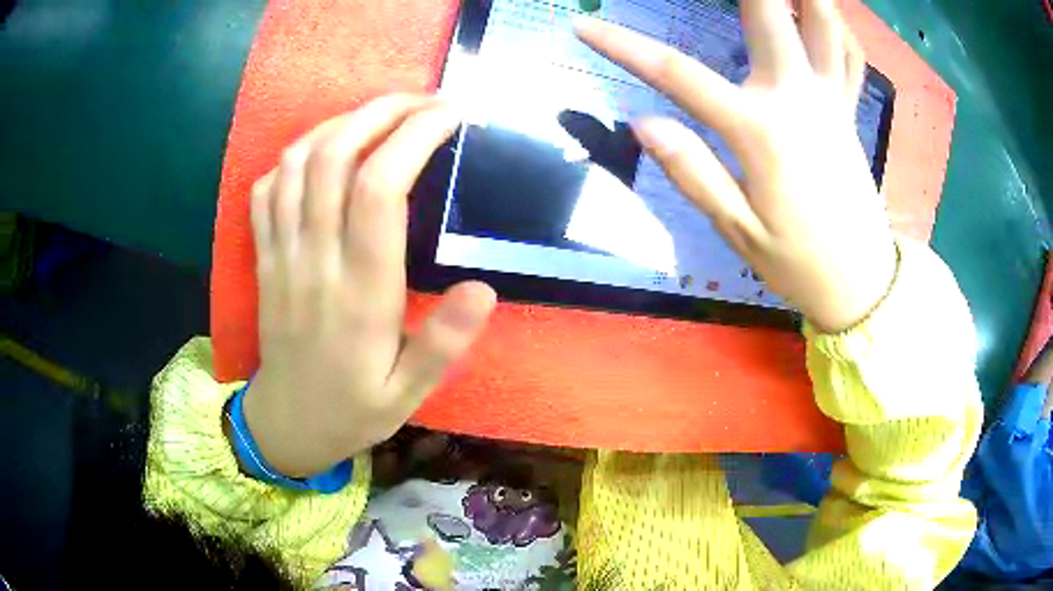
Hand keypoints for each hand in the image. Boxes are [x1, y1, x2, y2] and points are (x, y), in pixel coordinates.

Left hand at [245, 94, 496, 476]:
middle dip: (382, 111)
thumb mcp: (409, 395)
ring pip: (298, 162)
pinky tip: (324, 152)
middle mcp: (315, 262)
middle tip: (423, 101)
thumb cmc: (353, 409)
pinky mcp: (262, 258)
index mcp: (361, 294)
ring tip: (379, 117)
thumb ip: (443, 345)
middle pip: (336, 157)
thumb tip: (483, 288)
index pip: (379, 189)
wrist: (286, 425)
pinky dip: (296, 155)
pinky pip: (266, 188)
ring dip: (340, 123)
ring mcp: (281, 255)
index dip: (414, 137)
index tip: (449, 115)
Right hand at [575, 0, 895, 332]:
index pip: (678, 74)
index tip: (582, 27)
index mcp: (760, 131)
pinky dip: (839, 27)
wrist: (862, 282)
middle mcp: (797, 99)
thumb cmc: (798, 263)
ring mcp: (830, 100)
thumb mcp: (736, 231)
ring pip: (824, 25)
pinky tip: (826, 11)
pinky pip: (850, 56)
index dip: (623, 47)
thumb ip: (691, 170)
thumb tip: (641, 122)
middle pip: (768, 15)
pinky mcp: (849, 110)